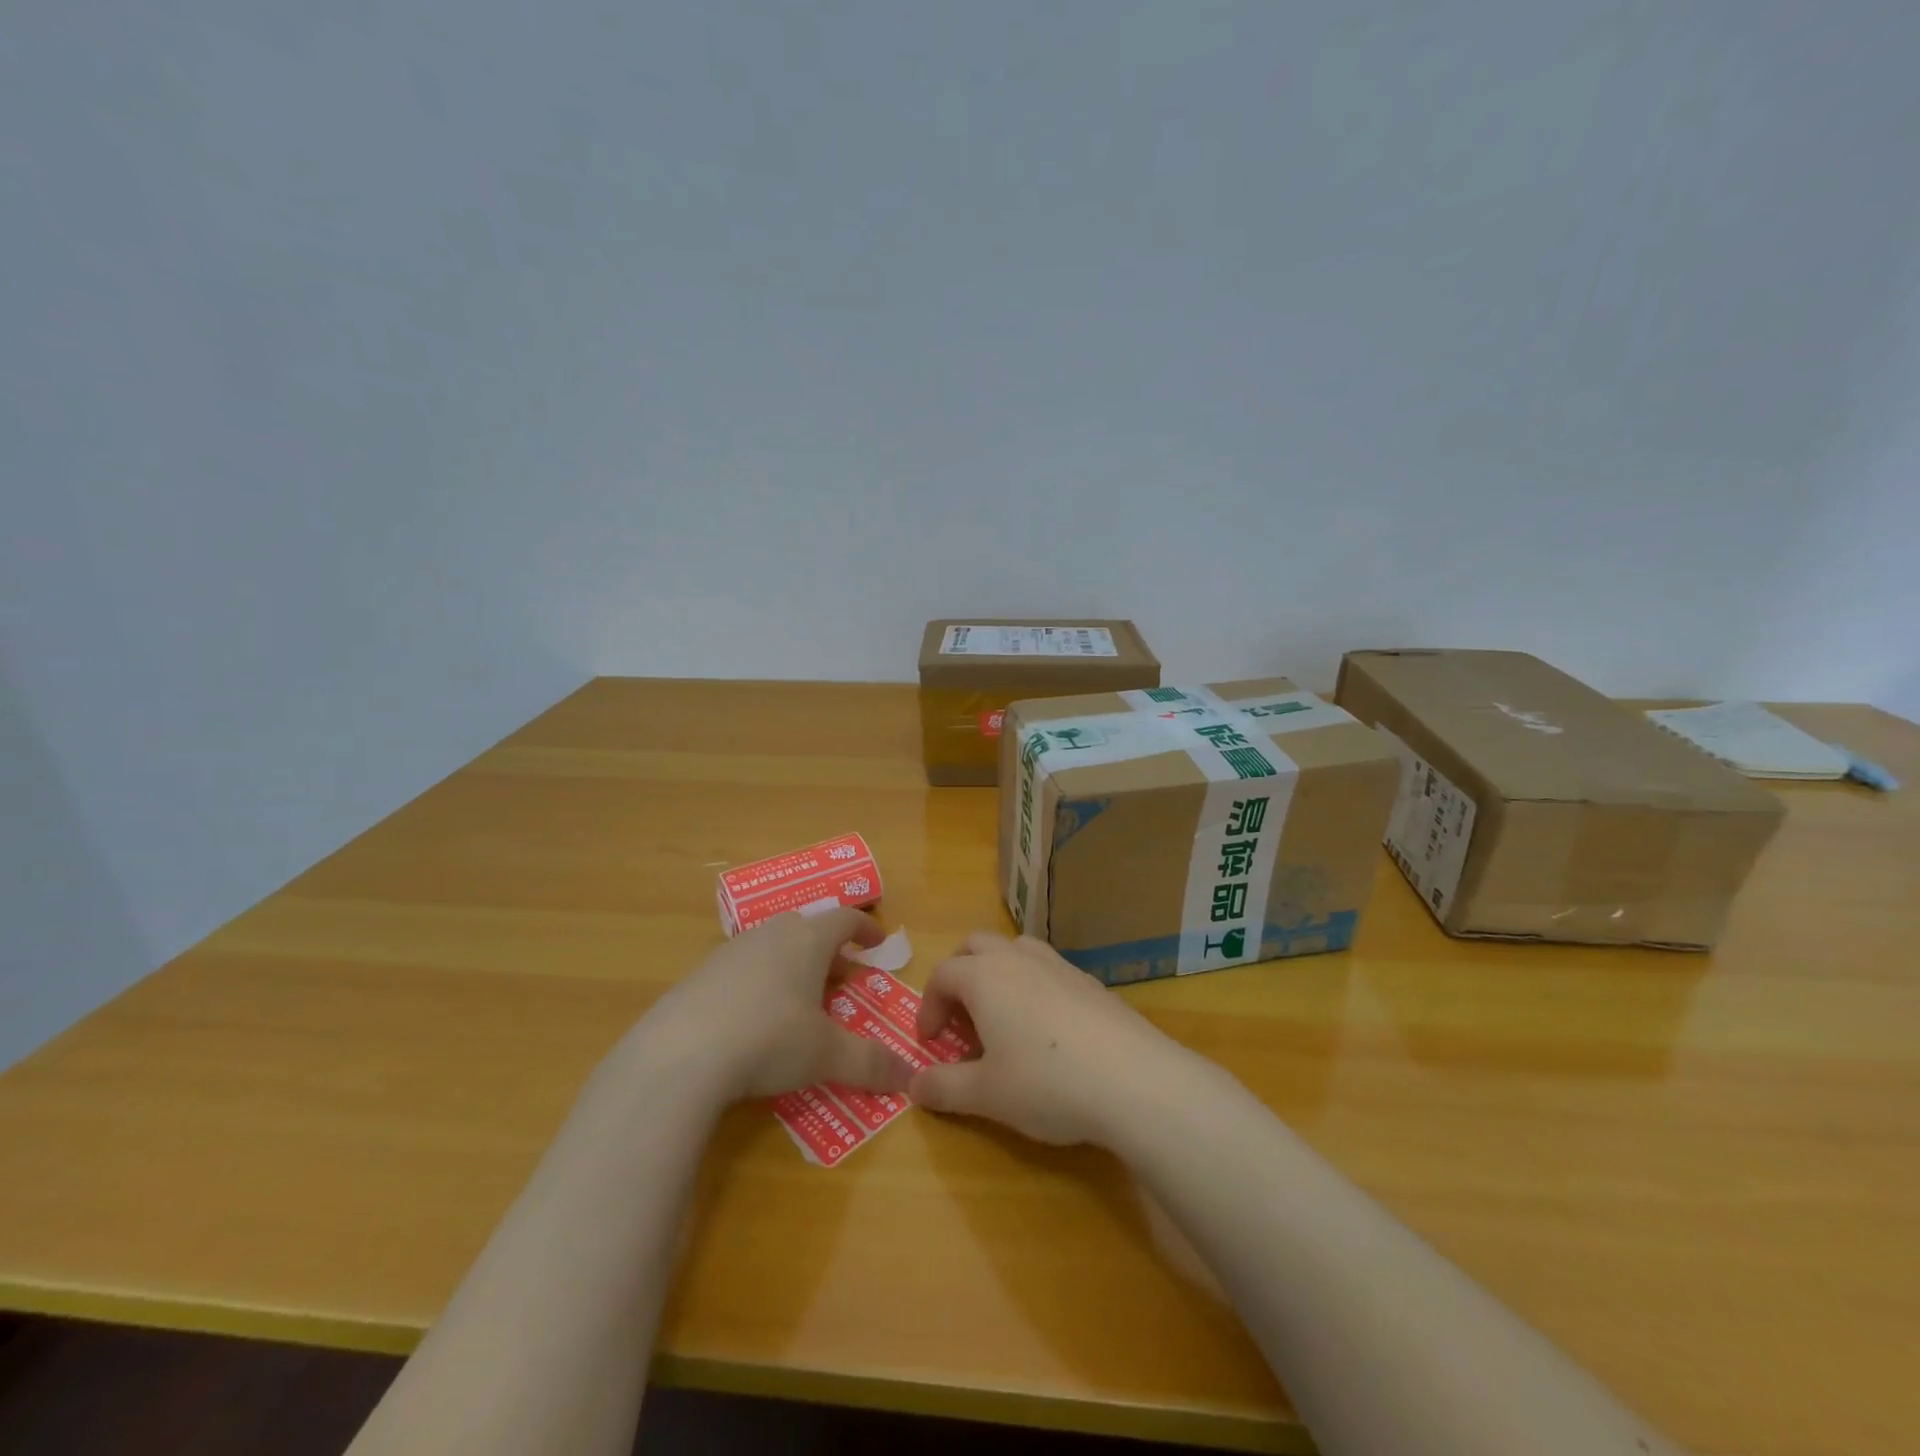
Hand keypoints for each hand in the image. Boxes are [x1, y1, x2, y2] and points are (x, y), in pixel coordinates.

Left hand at [645, 909, 912, 1102]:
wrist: (678, 1055)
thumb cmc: (769, 1040)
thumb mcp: (826, 1055)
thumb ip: (869, 1063)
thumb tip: (908, 1077)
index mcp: (807, 939)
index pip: (845, 918)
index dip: (865, 929)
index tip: (877, 944)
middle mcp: (771, 934)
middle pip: (807, 929)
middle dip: (829, 951)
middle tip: (842, 978)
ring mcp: (731, 951)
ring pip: (773, 946)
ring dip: (793, 965)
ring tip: (799, 1000)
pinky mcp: (699, 974)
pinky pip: (742, 968)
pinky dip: (759, 982)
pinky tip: (753, 1019)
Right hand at [909, 932, 1195, 1146]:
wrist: (1134, 1080)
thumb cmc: (1046, 1083)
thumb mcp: (986, 1094)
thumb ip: (944, 1087)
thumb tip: (912, 1086)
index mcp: (985, 977)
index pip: (942, 974)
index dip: (928, 1006)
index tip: (931, 1043)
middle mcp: (1019, 959)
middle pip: (976, 945)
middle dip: (959, 974)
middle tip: (960, 1017)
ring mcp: (1059, 965)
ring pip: (1016, 950)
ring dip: (998, 974)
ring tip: (1000, 1017)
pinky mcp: (1091, 982)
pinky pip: (1049, 970)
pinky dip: (1034, 987)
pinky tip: (1047, 1031)